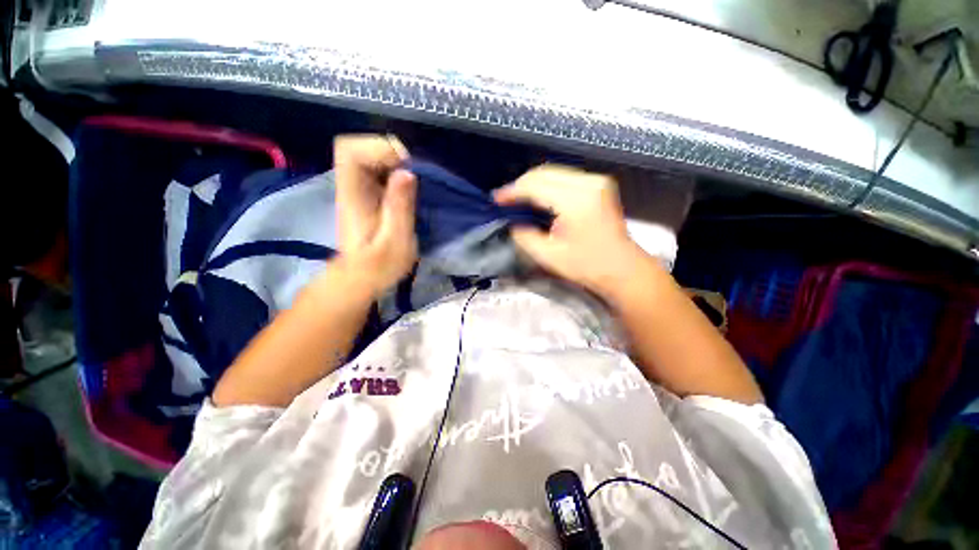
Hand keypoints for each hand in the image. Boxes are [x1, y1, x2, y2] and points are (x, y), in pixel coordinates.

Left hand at [333, 135, 417, 296]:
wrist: (363, 278)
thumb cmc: (379, 266)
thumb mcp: (396, 241)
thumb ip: (400, 207)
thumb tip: (407, 172)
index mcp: (353, 196)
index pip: (349, 151)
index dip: (378, 148)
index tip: (405, 165)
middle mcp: (350, 187)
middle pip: (358, 148)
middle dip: (389, 153)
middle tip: (413, 173)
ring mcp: (357, 191)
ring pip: (368, 158)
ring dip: (394, 162)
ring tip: (414, 182)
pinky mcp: (367, 196)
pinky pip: (377, 171)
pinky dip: (395, 172)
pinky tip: (407, 188)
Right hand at [494, 165, 646, 298]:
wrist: (622, 268)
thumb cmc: (587, 266)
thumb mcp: (548, 256)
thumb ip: (525, 237)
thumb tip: (513, 223)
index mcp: (576, 201)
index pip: (536, 186)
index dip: (513, 191)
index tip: (496, 199)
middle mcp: (588, 183)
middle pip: (544, 173)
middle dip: (521, 184)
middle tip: (505, 199)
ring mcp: (596, 181)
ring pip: (554, 172)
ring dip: (533, 183)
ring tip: (517, 198)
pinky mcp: (599, 185)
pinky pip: (565, 177)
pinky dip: (547, 184)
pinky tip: (537, 196)